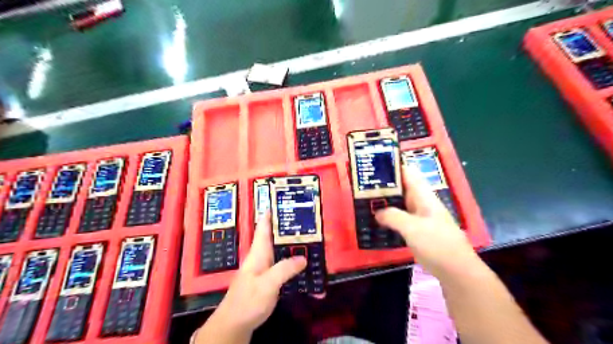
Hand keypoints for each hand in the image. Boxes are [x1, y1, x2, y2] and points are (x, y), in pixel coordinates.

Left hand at [205, 213, 309, 338]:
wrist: (235, 324)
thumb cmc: (247, 301)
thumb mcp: (266, 284)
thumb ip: (284, 270)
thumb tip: (303, 258)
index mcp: (259, 252)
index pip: (264, 226)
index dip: (271, 213)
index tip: (283, 201)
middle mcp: (263, 257)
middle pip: (278, 238)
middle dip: (292, 230)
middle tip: (310, 223)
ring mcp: (268, 269)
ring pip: (284, 253)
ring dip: (297, 248)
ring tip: (315, 243)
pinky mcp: (272, 280)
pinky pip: (287, 268)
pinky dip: (297, 266)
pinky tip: (309, 269)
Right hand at [374, 165, 478, 277]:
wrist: (456, 270)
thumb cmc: (437, 244)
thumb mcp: (412, 228)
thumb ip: (393, 216)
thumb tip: (377, 212)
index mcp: (423, 196)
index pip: (407, 173)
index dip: (392, 166)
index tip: (372, 166)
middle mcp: (421, 203)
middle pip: (401, 188)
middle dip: (383, 185)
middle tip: (361, 186)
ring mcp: (419, 217)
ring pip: (399, 204)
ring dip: (385, 202)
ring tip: (364, 201)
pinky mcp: (417, 230)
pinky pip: (399, 219)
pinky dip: (388, 217)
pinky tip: (376, 221)